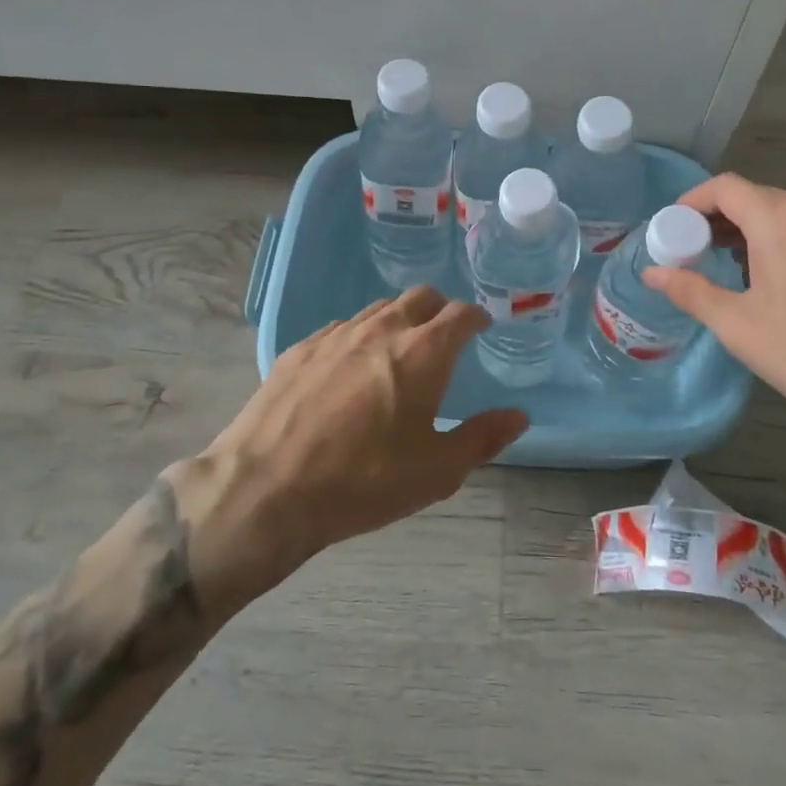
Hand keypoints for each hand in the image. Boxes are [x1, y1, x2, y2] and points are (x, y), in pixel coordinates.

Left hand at [178, 288, 526, 609]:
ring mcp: (336, 334)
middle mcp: (382, 329)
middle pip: (420, 297)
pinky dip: (358, 337)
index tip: (481, 327)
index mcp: (422, 352)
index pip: (460, 314)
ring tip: (398, 350)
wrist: (266, 489)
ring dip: (398, 320)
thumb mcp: (436, 472)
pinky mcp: (300, 348)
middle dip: (439, 309)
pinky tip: (349, 367)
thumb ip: (482, 438)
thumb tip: (518, 416)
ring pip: (378, 309)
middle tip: (444, 335)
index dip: (476, 317)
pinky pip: (340, 328)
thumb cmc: (363, 481)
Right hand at [642, 173, 785, 463]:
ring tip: (725, 264)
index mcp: (782, 220)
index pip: (725, 187)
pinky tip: (770, 276)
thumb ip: (689, 290)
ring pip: (783, 212)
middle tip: (691, 249)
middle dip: (717, 217)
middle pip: (754, 196)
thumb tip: (651, 272)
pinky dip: (779, 238)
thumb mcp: (737, 326)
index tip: (672, 229)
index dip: (691, 201)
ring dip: (748, 229)